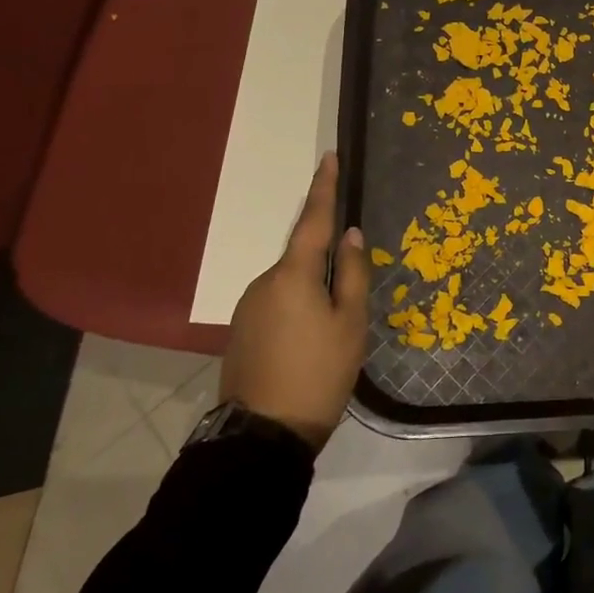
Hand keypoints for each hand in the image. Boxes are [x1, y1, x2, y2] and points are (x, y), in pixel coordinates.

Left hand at [220, 153, 368, 448]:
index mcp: (292, 274)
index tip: (329, 157)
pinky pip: (277, 305)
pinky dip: (298, 311)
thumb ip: (352, 273)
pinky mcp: (241, 331)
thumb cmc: (319, 373)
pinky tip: (310, 344)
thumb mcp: (350, 323)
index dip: (324, 187)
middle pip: (302, 257)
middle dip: (326, 265)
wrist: (263, 436)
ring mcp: (248, 307)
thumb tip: (350, 234)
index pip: (313, 220)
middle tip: (350, 300)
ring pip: (290, 284)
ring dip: (312, 293)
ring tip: (332, 334)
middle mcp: (264, 282)